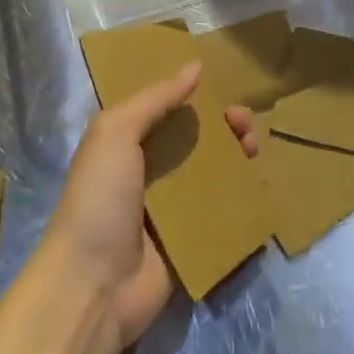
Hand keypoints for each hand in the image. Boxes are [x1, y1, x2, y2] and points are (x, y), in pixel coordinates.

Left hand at [39, 62, 257, 347]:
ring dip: (236, 159)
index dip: (195, 97)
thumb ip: (155, 99)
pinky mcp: (190, 242)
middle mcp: (149, 172)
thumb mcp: (116, 133)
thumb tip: (195, 66)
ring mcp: (170, 210)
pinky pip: (220, 214)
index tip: (224, 87)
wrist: (92, 287)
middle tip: (245, 124)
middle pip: (194, 140)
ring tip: (254, 150)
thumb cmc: (99, 199)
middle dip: (223, 127)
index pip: (167, 109)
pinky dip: (240, 200)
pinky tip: (261, 186)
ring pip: (212, 174)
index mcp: (126, 143)